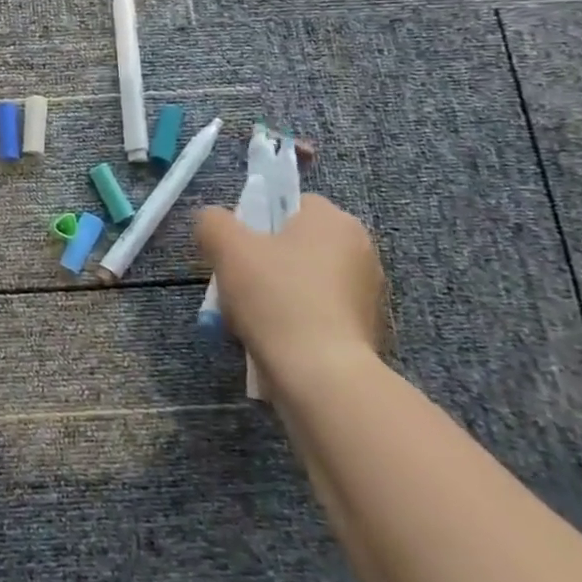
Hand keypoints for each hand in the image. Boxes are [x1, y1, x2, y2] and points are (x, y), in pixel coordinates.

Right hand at [195, 194, 387, 390]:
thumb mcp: (227, 248)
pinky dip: (296, 321)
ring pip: (305, 280)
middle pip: (296, 244)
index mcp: (334, 220)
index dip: (257, 222)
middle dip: (265, 262)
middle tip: (236, 285)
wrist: (323, 377)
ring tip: (250, 318)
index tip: (236, 250)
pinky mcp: (367, 331)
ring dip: (278, 293)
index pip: (290, 204)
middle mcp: (360, 250)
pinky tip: (274, 340)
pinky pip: (319, 313)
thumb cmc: (277, 298)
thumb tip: (212, 223)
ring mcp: (368, 293)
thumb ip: (213, 222)